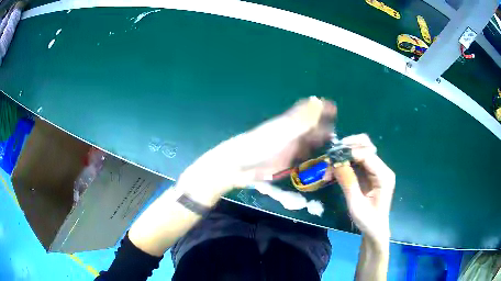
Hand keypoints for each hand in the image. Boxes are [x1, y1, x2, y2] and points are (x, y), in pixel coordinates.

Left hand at [177, 97, 336, 205]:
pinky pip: (301, 161)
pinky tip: (318, 166)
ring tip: (331, 152)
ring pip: (307, 145)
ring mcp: (288, 149)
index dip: (321, 109)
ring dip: (318, 147)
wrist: (237, 165)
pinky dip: (310, 162)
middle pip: (310, 129)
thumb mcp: (283, 132)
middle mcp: (290, 134)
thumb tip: (318, 100)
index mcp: (289, 123)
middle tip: (335, 135)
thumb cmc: (259, 146)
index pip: (309, 111)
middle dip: (323, 130)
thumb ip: (301, 119)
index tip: (334, 108)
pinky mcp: (284, 163)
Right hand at [336, 134, 395, 244]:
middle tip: (331, 157)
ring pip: (359, 151)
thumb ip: (348, 183)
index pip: (367, 154)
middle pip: (366, 146)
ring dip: (344, 156)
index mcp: (383, 176)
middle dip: (347, 148)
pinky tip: (334, 172)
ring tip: (330, 168)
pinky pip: (356, 161)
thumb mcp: (356, 205)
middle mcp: (382, 169)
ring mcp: (376, 170)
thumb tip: (336, 163)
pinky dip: (345, 163)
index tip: (332, 160)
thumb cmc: (368, 221)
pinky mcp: (369, 174)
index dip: (349, 153)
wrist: (375, 230)